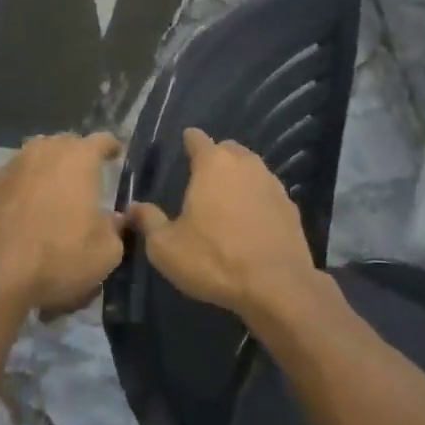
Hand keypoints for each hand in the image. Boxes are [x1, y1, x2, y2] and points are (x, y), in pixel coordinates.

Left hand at [0, 133, 123, 315]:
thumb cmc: (60, 256)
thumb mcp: (106, 251)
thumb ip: (115, 228)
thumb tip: (113, 220)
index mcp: (79, 157)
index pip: (102, 140)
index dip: (111, 148)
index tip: (116, 155)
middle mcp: (45, 150)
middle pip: (66, 144)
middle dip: (77, 158)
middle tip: (85, 179)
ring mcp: (12, 165)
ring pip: (37, 158)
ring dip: (48, 170)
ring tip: (54, 194)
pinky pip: (15, 178)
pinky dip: (24, 188)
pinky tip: (25, 211)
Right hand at [125, 128, 317, 319]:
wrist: (277, 286)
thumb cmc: (214, 259)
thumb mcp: (166, 247)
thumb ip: (149, 221)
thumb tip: (133, 208)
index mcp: (213, 164)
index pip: (197, 138)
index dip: (188, 140)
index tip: (183, 145)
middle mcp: (245, 164)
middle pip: (228, 149)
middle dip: (215, 157)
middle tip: (202, 178)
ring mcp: (272, 184)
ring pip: (251, 169)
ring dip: (238, 178)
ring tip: (226, 199)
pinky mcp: (291, 207)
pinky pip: (267, 193)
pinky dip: (257, 200)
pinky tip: (251, 221)